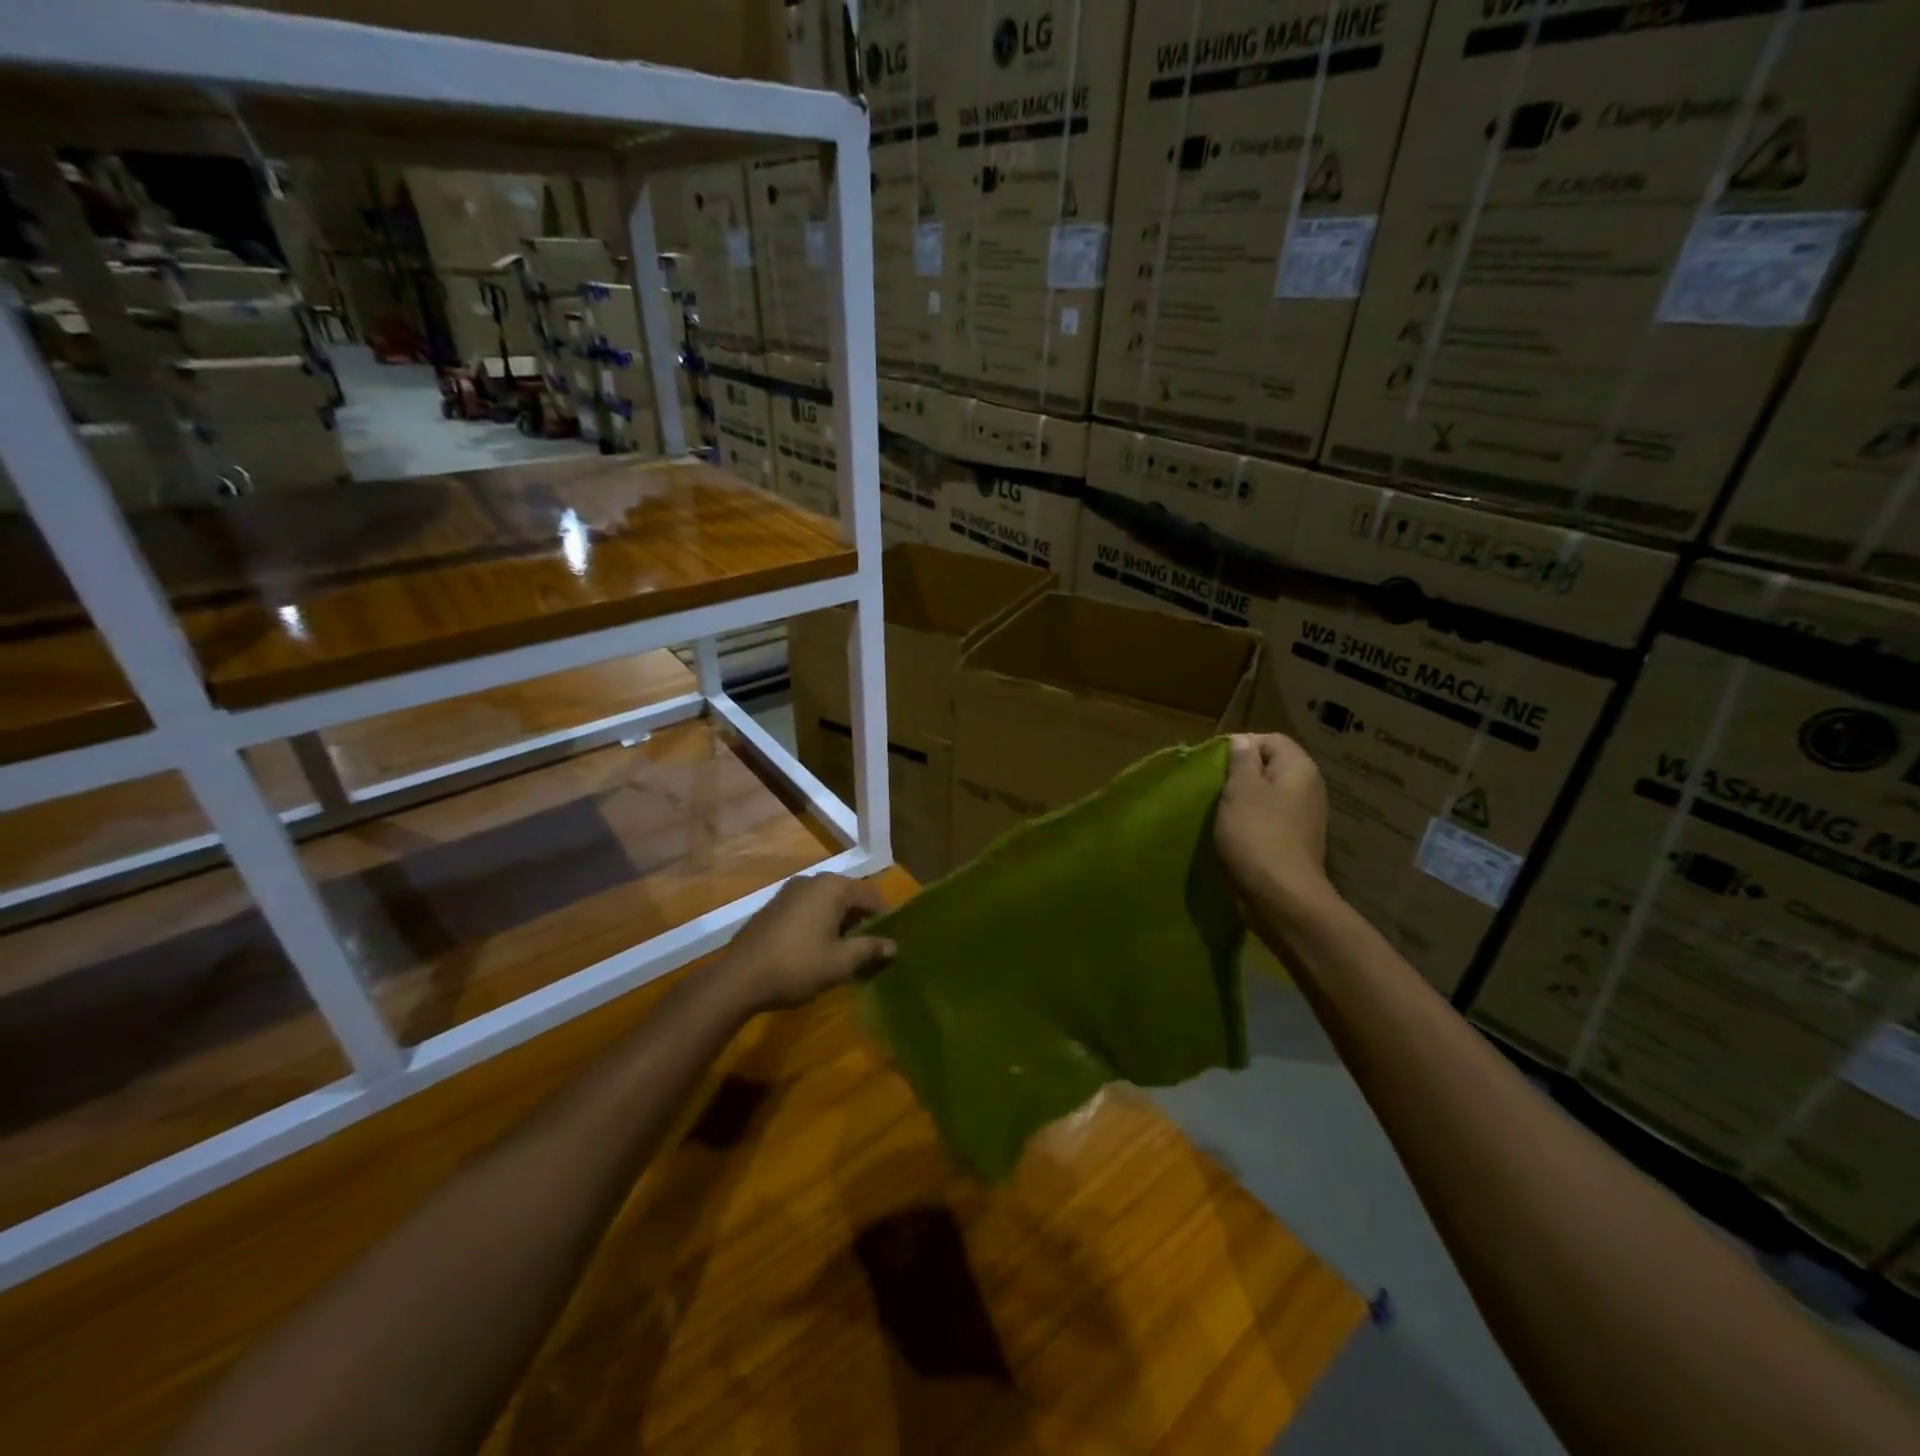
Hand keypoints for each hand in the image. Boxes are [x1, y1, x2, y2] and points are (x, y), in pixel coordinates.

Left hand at [717, 872, 896, 1013]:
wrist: (739, 978)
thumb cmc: (798, 966)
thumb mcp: (841, 962)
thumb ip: (870, 949)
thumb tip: (893, 945)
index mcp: (833, 887)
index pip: (872, 895)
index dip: (884, 918)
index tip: (887, 943)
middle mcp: (813, 880)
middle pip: (849, 896)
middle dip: (861, 920)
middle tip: (867, 950)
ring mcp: (789, 891)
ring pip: (827, 902)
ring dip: (839, 923)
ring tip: (842, 952)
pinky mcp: (773, 905)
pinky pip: (807, 909)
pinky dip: (818, 923)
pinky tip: (815, 949)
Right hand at [1214, 733, 1333, 919]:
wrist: (1281, 897)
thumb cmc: (1257, 834)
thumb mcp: (1240, 790)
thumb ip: (1241, 761)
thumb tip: (1242, 742)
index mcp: (1299, 768)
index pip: (1270, 739)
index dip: (1241, 745)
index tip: (1214, 764)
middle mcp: (1309, 788)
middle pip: (1271, 767)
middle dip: (1241, 775)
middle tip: (1214, 788)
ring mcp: (1305, 818)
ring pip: (1269, 796)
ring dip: (1244, 801)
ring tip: (1220, 812)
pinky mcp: (1295, 843)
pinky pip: (1271, 821)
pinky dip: (1252, 823)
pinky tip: (1234, 835)